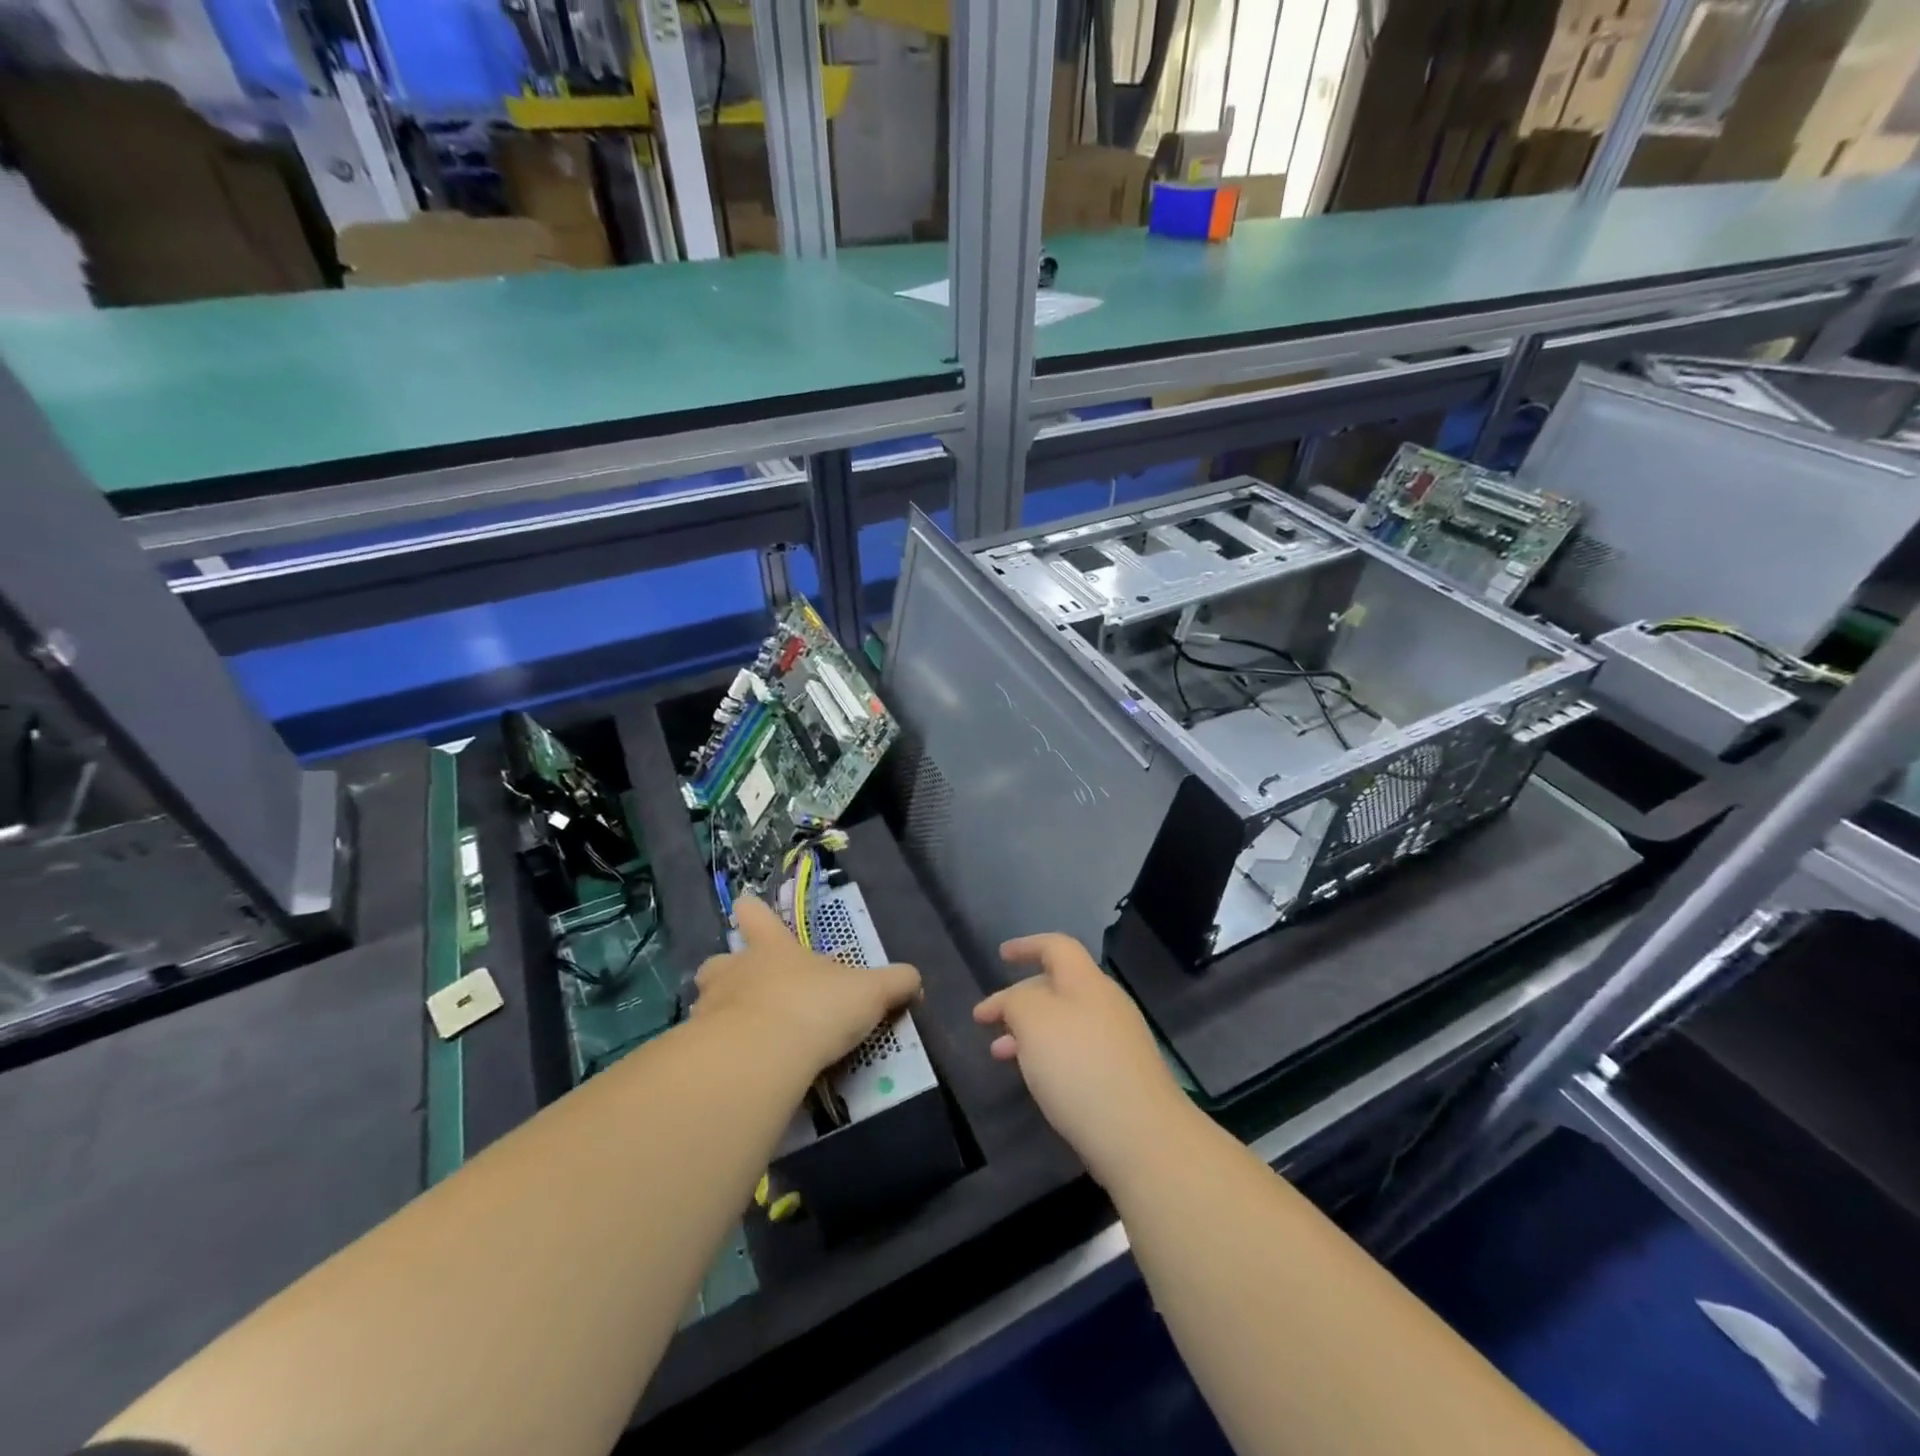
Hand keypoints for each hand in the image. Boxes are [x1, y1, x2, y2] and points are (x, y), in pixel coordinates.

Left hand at [692, 895, 920, 1077]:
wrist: (762, 1055)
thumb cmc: (816, 1007)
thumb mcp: (869, 992)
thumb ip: (894, 983)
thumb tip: (915, 979)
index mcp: (773, 949)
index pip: (756, 916)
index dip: (753, 911)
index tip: (746, 906)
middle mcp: (735, 971)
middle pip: (719, 962)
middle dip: (727, 972)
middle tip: (744, 989)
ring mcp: (710, 1009)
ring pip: (705, 1002)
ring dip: (719, 1014)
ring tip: (740, 1036)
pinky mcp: (697, 1050)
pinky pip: (702, 1047)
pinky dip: (716, 1055)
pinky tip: (734, 1070)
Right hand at [974, 933, 1193, 1188]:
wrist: (1141, 1136)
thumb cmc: (1080, 1067)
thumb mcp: (1033, 1021)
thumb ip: (1016, 1002)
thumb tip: (1016, 1003)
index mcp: (1087, 981)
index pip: (1056, 947)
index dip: (1027, 946)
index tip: (1001, 955)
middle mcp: (1106, 1004)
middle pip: (1058, 986)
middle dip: (1019, 998)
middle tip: (986, 1019)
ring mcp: (1118, 1041)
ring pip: (1064, 1023)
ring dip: (1028, 1032)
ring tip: (999, 1054)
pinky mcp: (1121, 1076)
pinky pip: (1077, 1052)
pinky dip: (1049, 1055)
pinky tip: (1036, 1080)